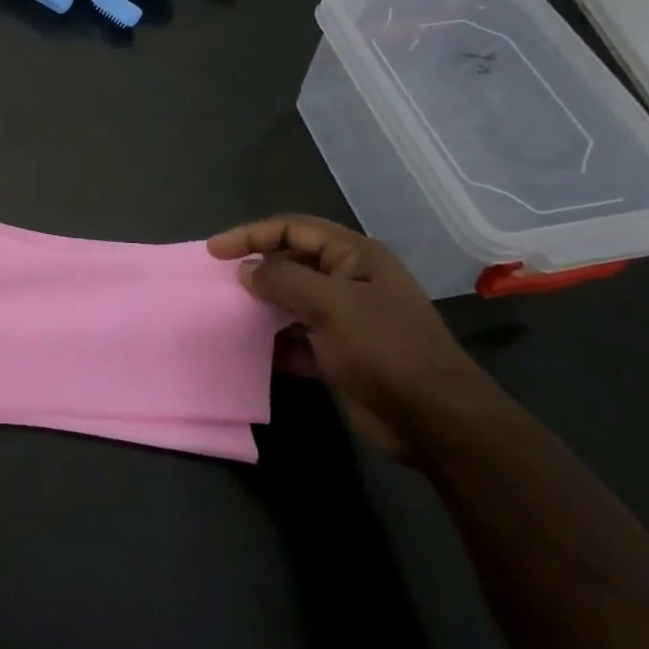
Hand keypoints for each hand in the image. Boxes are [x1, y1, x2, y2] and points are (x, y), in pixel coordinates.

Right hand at [207, 214, 499, 461]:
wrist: (434, 419)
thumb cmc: (385, 349)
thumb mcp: (331, 306)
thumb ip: (283, 280)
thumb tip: (245, 269)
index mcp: (355, 257)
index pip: (294, 229)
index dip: (252, 234)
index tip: (214, 252)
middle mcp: (349, 280)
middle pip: (291, 262)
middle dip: (255, 270)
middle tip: (217, 283)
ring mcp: (346, 318)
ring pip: (291, 302)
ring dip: (261, 308)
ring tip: (227, 315)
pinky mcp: (340, 353)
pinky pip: (297, 338)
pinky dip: (275, 343)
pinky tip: (252, 352)